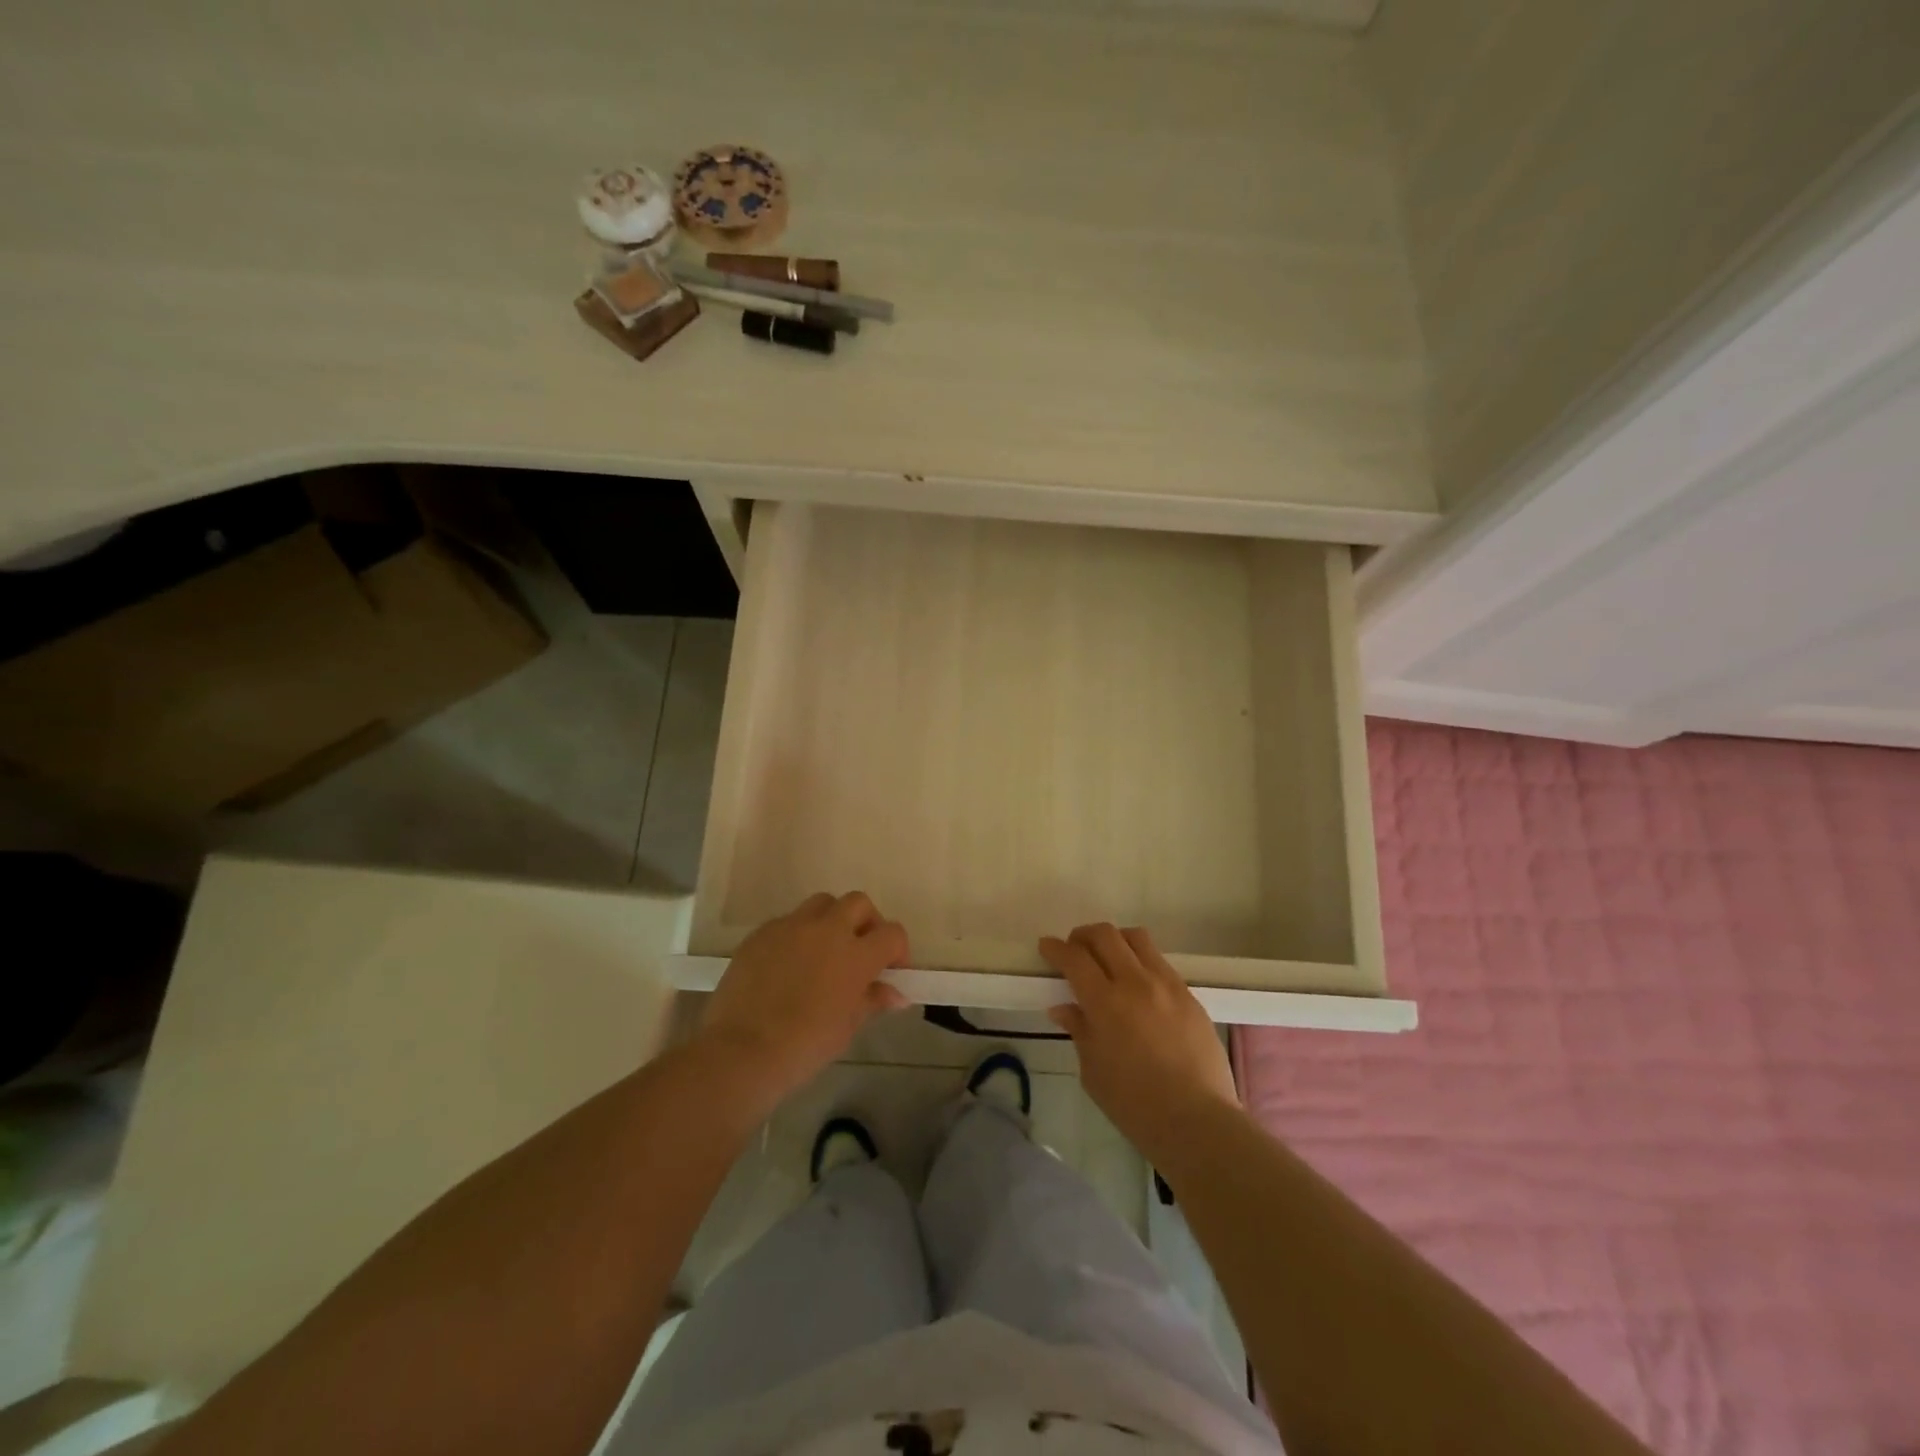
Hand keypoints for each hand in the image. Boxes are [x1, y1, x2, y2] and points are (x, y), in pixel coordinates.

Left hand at [700, 892, 909, 1104]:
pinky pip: (788, 922)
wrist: (741, 1051)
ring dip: (831, 920)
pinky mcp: (761, 933)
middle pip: (858, 903)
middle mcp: (827, 930)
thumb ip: (872, 1000)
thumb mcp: (847, 1027)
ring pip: (822, 904)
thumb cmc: (804, 1046)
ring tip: (823, 951)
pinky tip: (788, 965)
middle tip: (859, 950)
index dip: (897, 950)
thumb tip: (895, 994)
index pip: (892, 933)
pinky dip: (797, 935)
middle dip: (866, 922)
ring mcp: (791, 926)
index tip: (890, 970)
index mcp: (856, 955)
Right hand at [1042, 924, 1239, 1162]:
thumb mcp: (1093, 1071)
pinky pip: (1160, 962)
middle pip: (1105, 935)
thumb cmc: (1135, 1105)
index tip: (1046, 946)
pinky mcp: (1189, 994)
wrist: (1198, 1121)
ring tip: (1108, 958)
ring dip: (1115, 940)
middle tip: (1074, 949)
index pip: (1075, 958)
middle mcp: (1136, 983)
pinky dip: (1141, 961)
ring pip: (1137, 938)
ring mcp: (1167, 984)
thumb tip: (1063, 1008)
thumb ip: (1080, 1031)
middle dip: (1083, 936)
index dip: (1056, 948)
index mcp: (1106, 1003)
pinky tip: (1138, 984)